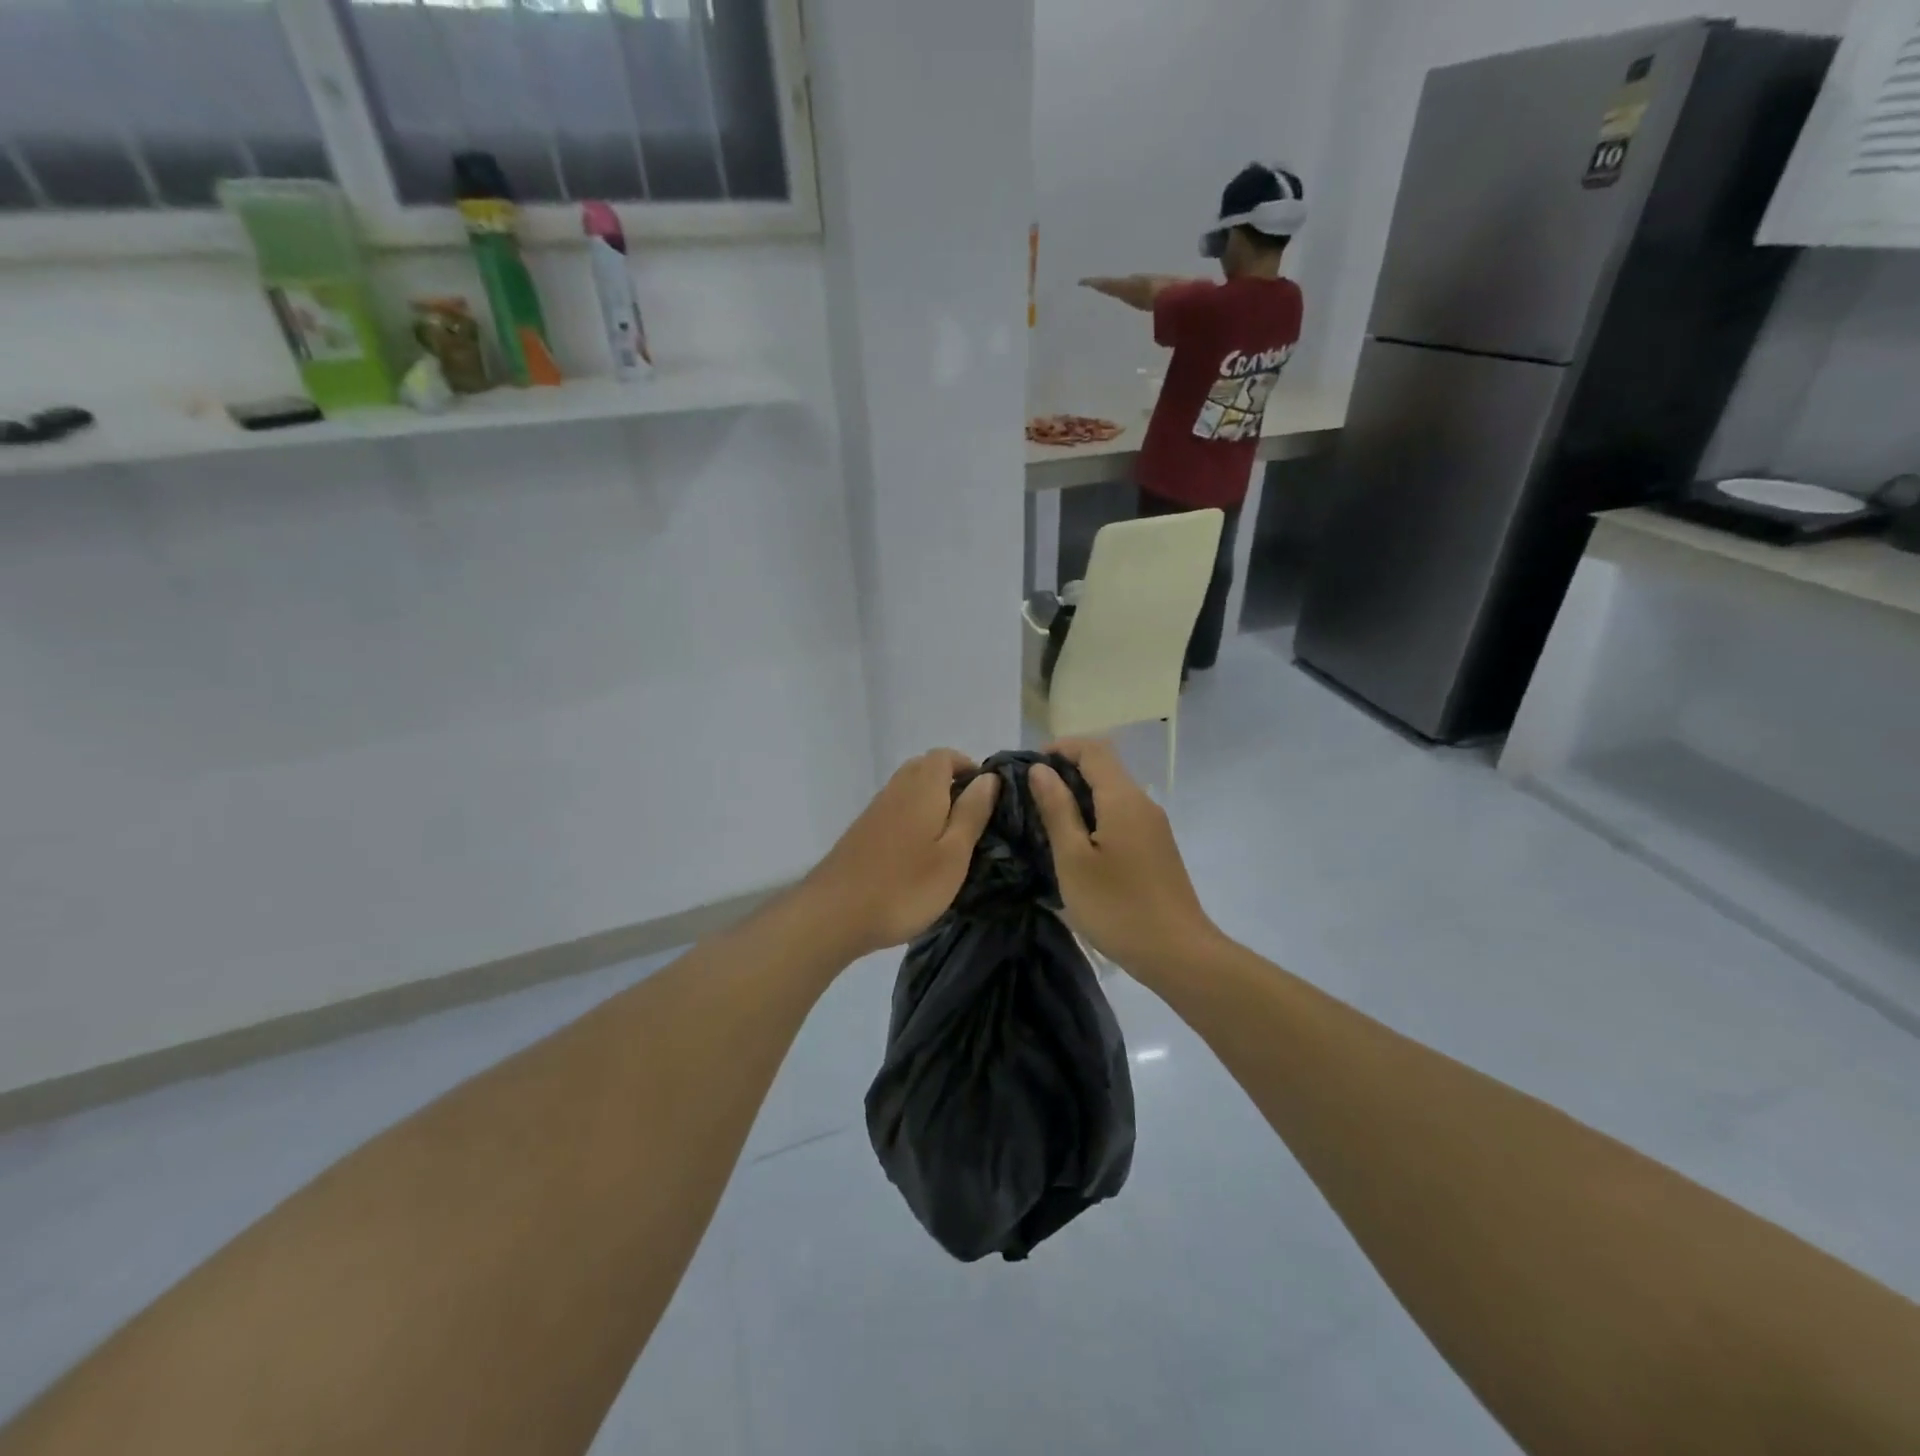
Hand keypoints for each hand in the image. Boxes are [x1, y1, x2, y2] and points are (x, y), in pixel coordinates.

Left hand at [804, 749, 999, 957]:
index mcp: (922, 789)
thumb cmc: (905, 886)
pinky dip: (912, 816)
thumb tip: (989, 778)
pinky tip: (918, 850)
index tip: (986, 794)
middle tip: (971, 815)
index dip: (968, 766)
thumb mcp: (953, 854)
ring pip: (907, 788)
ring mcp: (875, 810)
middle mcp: (896, 789)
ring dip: (930, 799)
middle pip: (924, 767)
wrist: (834, 914)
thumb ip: (972, 813)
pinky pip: (894, 808)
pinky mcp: (862, 831)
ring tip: (949, 836)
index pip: (945, 756)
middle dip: (950, 781)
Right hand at [1027, 738, 1220, 973]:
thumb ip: (1056, 809)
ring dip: (1080, 795)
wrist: (1178, 953)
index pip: (1093, 748)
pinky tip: (1076, 844)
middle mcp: (1143, 803)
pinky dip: (1095, 816)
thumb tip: (1041, 770)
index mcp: (1122, 798)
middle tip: (1030, 795)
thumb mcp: (1073, 859)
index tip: (1029, 767)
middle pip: (1105, 767)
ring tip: (1046, 820)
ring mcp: (1154, 826)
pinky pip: (1122, 815)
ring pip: (1113, 793)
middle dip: (1066, 771)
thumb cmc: (1117, 906)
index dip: (1059, 747)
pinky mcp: (1157, 848)